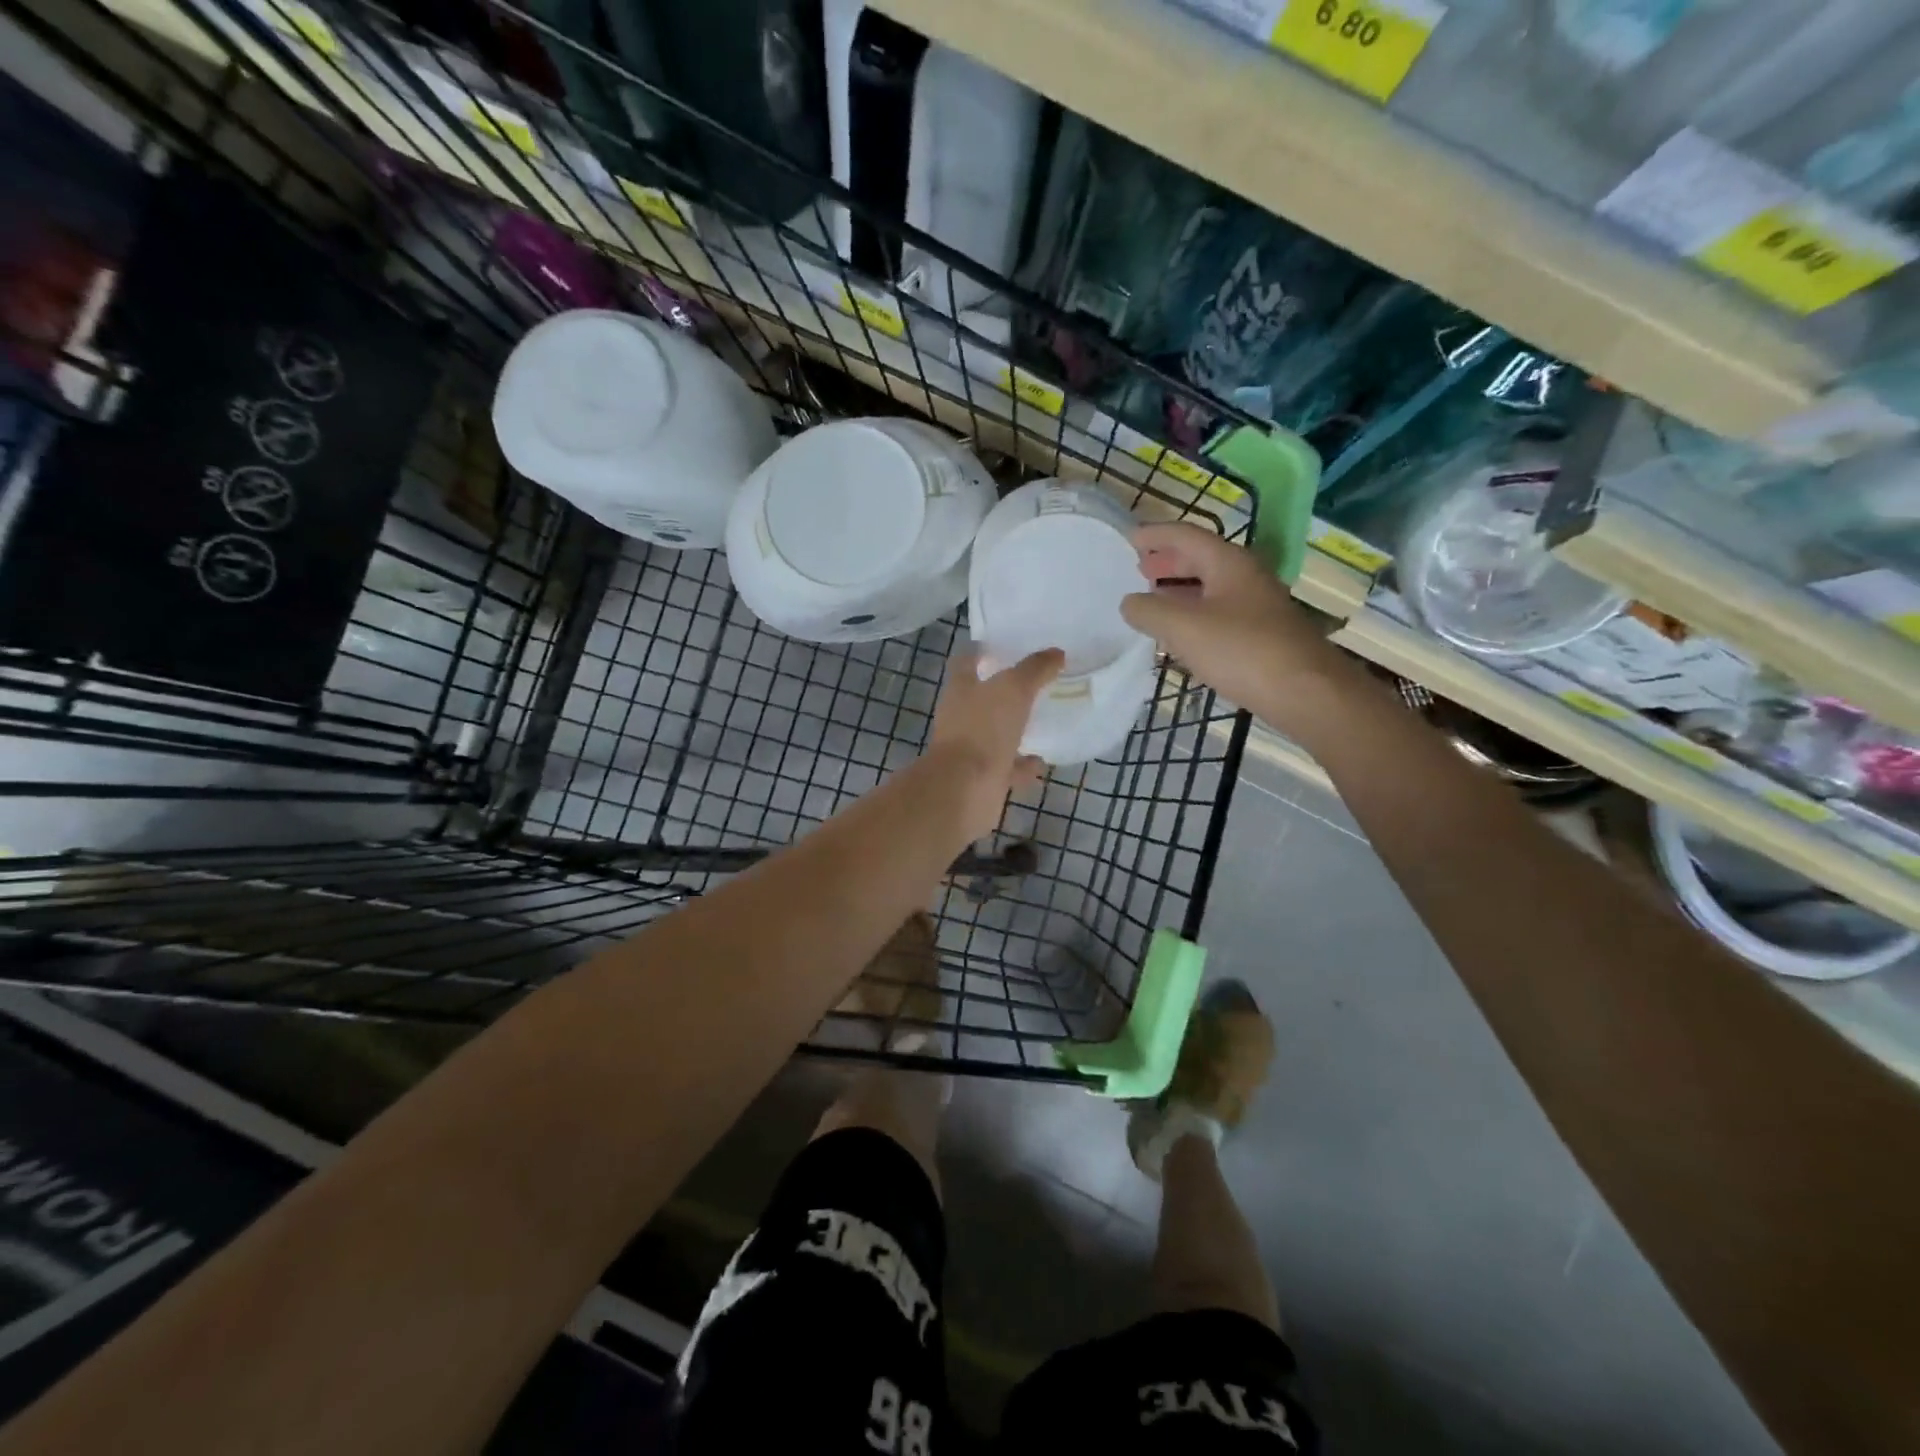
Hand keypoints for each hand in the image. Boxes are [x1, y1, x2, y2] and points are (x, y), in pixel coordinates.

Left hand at [927, 647, 1063, 840]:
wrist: (965, 789)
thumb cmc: (983, 729)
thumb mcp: (1014, 688)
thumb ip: (1035, 669)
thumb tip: (1056, 654)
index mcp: (961, 689)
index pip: (967, 661)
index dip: (983, 652)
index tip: (1006, 647)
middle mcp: (961, 717)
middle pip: (982, 698)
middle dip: (1005, 692)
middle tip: (1035, 683)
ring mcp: (971, 749)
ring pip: (995, 733)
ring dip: (1014, 729)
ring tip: (1043, 721)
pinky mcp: (983, 777)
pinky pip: (1007, 767)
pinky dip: (1023, 765)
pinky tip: (1042, 762)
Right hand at [1120, 523, 1349, 724]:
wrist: (1305, 692)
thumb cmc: (1242, 650)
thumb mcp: (1183, 627)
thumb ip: (1149, 611)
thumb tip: (1129, 602)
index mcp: (1228, 563)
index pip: (1186, 535)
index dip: (1156, 535)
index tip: (1129, 539)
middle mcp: (1245, 577)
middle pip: (1201, 559)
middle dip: (1168, 562)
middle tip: (1139, 569)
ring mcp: (1256, 607)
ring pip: (1210, 589)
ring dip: (1180, 590)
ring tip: (1152, 601)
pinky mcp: (1261, 636)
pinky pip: (1219, 615)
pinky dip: (1193, 616)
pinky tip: (1181, 636)